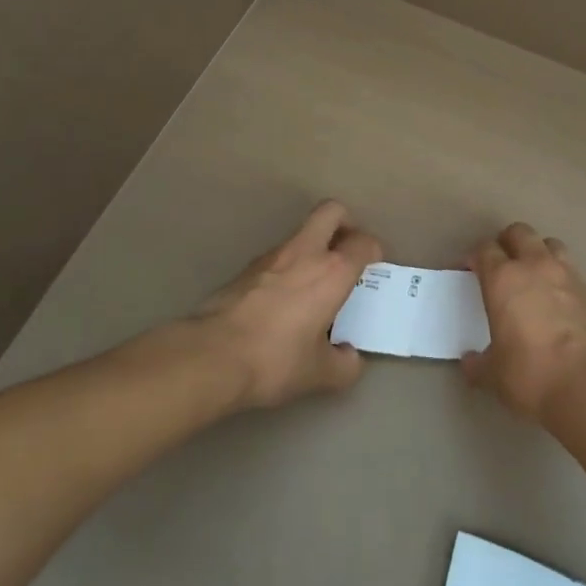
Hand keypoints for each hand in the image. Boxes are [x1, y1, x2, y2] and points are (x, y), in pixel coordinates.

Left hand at [193, 200, 382, 409]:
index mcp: (333, 271)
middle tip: (347, 251)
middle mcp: (306, 252)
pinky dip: (287, 266)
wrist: (212, 356)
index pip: (364, 242)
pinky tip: (283, 299)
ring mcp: (272, 255)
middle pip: (332, 211)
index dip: (373, 251)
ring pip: (302, 232)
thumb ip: (344, 365)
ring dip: (313, 246)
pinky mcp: (246, 268)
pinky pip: (277, 256)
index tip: (372, 268)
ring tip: (314, 282)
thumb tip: (350, 358)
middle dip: (345, 223)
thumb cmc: (275, 359)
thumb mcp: (319, 374)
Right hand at [462, 223, 585, 425]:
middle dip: (508, 243)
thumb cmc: (532, 375)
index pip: (485, 249)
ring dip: (539, 253)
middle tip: (502, 265)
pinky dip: (563, 279)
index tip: (471, 271)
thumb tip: (470, 362)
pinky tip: (561, 302)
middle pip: (519, 232)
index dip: (475, 257)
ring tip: (535, 276)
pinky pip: (573, 272)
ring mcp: (568, 274)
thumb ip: (479, 363)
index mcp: (504, 279)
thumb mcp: (494, 375)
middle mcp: (535, 266)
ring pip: (550, 244)